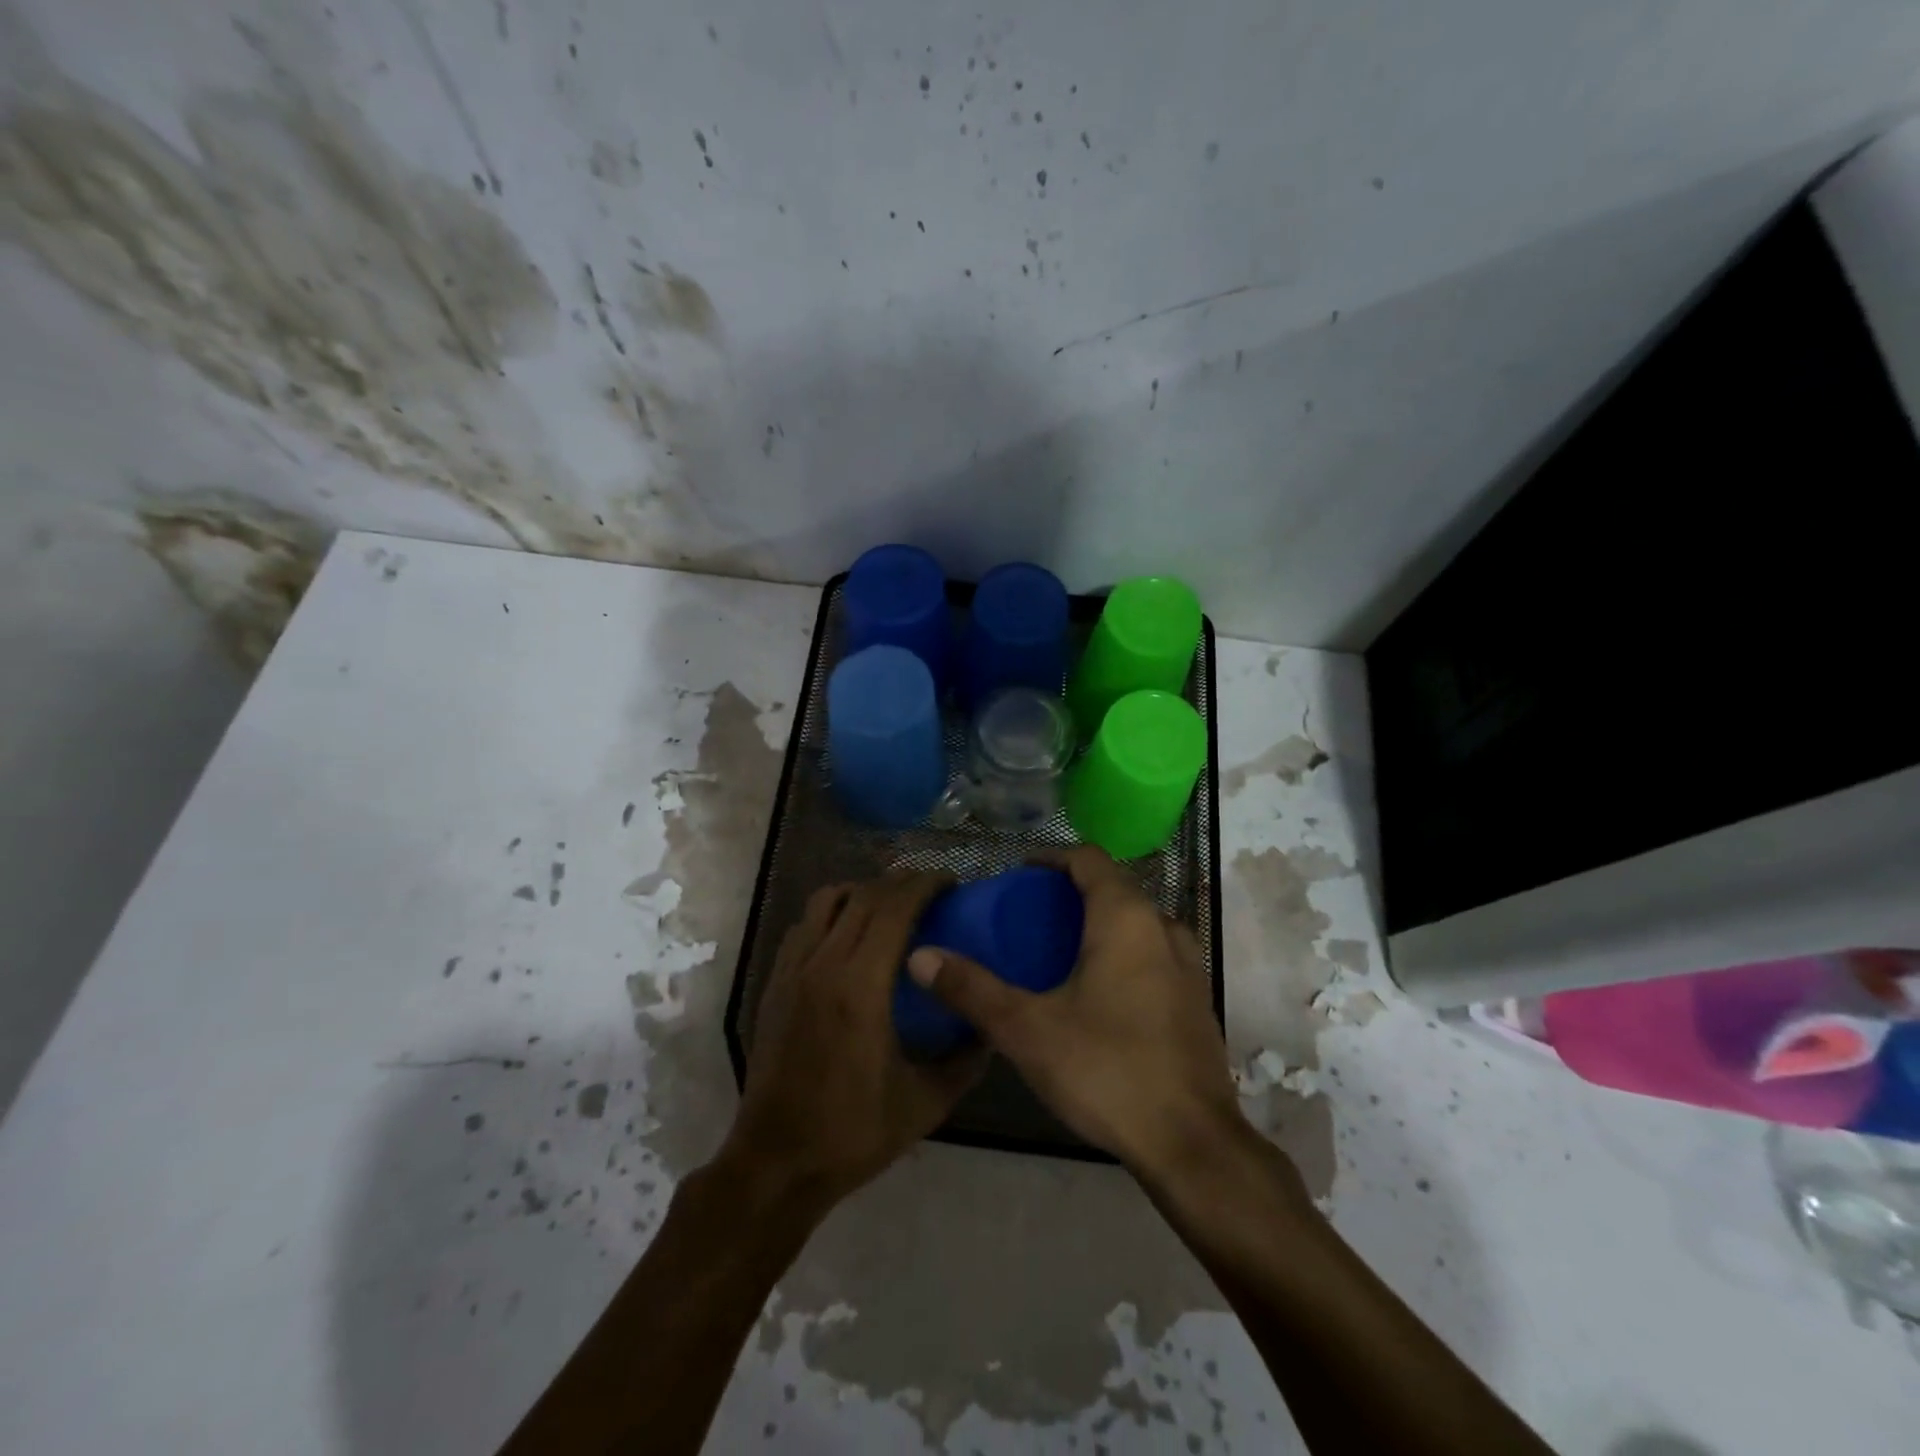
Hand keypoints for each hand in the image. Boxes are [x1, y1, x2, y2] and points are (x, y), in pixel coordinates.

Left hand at [718, 872, 984, 1210]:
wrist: (777, 1162)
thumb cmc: (853, 1132)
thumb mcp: (925, 1103)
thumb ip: (966, 1062)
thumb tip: (991, 1029)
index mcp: (861, 987)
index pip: (893, 908)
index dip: (924, 886)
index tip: (950, 884)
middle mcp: (823, 965)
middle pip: (863, 896)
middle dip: (900, 882)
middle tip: (930, 890)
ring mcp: (792, 971)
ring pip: (826, 901)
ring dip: (862, 892)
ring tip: (888, 906)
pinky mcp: (774, 984)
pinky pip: (804, 925)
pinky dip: (830, 914)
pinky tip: (847, 936)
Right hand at [906, 846, 1240, 1177]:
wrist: (1192, 1145)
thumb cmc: (1107, 1069)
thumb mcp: (1027, 1029)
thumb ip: (972, 989)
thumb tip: (920, 957)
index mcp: (1125, 918)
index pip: (1089, 858)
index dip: (1051, 859)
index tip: (1018, 877)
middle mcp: (1162, 928)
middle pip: (1114, 888)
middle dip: (1071, 895)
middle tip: (1028, 920)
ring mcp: (1188, 966)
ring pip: (1138, 924)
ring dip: (1100, 926)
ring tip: (1061, 955)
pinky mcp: (1197, 1002)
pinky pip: (1154, 956)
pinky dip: (1124, 956)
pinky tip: (1099, 997)